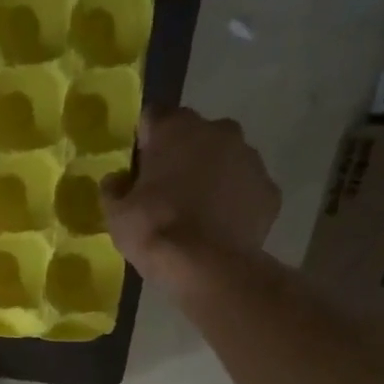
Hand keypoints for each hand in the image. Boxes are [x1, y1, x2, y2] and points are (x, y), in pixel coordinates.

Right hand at [104, 107, 280, 300]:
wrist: (208, 266)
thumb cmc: (154, 230)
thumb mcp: (116, 213)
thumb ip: (114, 189)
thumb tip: (117, 179)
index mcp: (176, 129)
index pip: (153, 117)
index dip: (144, 141)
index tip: (137, 168)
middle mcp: (218, 131)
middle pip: (194, 135)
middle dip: (181, 156)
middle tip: (166, 191)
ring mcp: (250, 158)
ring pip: (224, 159)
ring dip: (210, 176)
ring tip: (195, 213)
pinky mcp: (269, 190)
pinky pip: (244, 189)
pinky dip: (232, 202)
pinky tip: (218, 228)